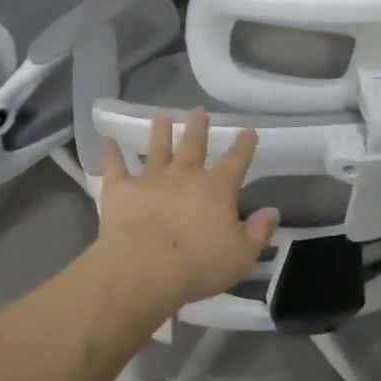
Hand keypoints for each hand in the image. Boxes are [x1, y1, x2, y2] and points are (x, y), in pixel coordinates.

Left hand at [92, 111, 279, 313]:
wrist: (144, 269)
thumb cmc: (198, 266)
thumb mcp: (241, 256)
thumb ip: (258, 232)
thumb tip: (272, 212)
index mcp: (216, 189)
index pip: (236, 161)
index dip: (244, 145)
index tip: (248, 130)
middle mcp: (184, 175)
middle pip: (193, 145)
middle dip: (198, 127)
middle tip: (199, 111)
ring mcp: (150, 179)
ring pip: (157, 148)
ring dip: (160, 132)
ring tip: (162, 117)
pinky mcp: (120, 189)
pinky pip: (115, 166)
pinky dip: (111, 152)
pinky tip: (107, 140)